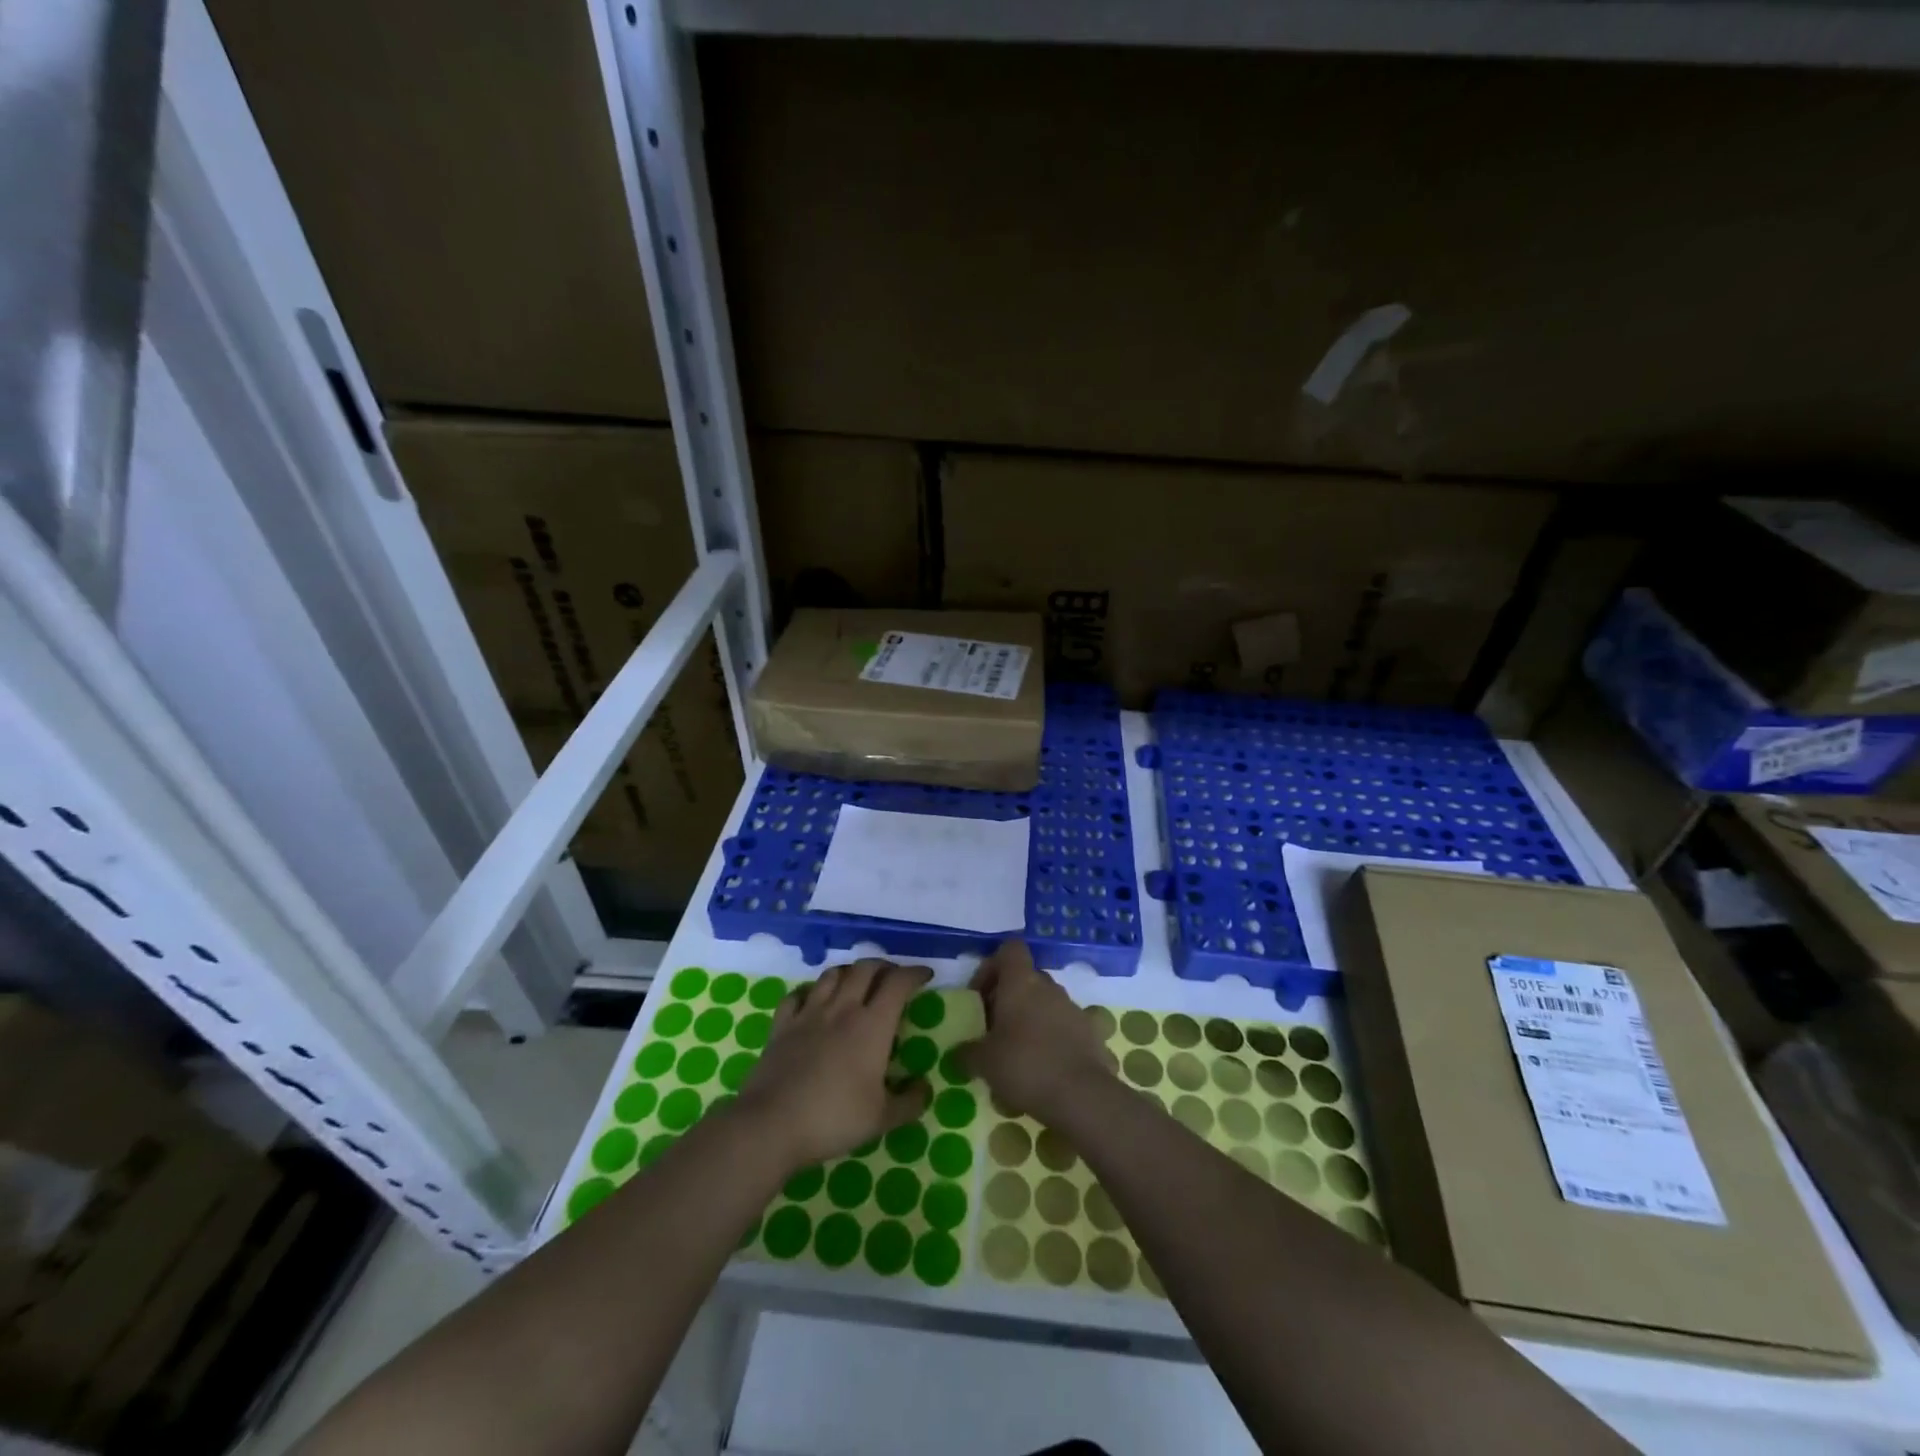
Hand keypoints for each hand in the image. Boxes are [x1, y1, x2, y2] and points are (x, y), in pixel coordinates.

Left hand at [733, 959, 932, 1172]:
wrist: (771, 1125)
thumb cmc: (833, 1118)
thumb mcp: (882, 1119)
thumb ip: (910, 1102)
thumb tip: (926, 1088)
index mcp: (872, 1026)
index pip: (898, 983)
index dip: (914, 973)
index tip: (925, 975)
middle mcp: (842, 1009)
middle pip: (865, 968)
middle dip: (883, 966)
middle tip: (893, 977)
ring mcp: (809, 1013)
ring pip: (832, 974)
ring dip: (850, 972)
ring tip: (857, 982)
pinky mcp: (782, 1025)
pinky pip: (797, 994)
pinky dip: (810, 991)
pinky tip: (813, 1001)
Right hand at [957, 941, 1114, 1123]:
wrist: (1081, 1096)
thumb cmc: (1025, 1066)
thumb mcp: (984, 1062)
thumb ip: (967, 1053)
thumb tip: (959, 1054)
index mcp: (1021, 982)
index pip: (1010, 949)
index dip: (992, 966)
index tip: (981, 996)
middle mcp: (1049, 987)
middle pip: (1026, 978)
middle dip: (1009, 998)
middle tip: (994, 1029)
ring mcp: (1073, 1008)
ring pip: (1046, 1002)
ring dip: (1031, 1018)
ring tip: (1018, 1053)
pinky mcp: (1091, 1032)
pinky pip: (1065, 1026)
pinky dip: (1053, 1038)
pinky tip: (1045, 1067)